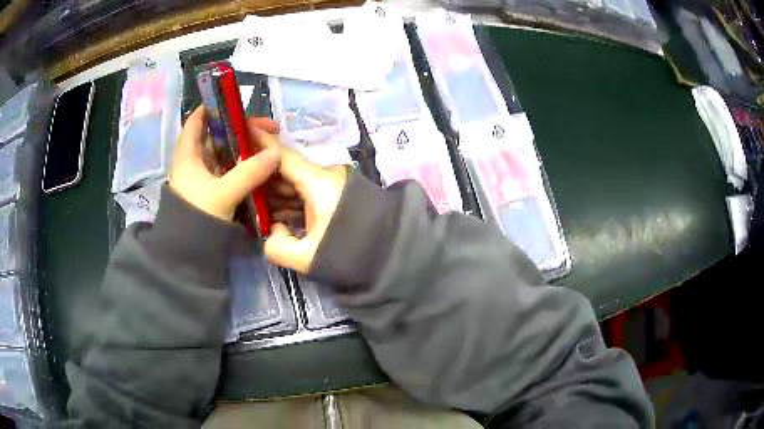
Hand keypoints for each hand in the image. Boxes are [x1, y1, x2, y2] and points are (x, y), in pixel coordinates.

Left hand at [169, 106, 280, 221]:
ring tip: (270, 145)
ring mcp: (206, 177)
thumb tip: (276, 153)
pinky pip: (231, 171)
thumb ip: (249, 173)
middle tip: (269, 129)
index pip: (196, 122)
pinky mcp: (215, 191)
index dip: (212, 108)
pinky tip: (261, 165)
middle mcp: (196, 162)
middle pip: (218, 136)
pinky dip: (245, 166)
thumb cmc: (197, 217)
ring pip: (226, 154)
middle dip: (241, 129)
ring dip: (246, 148)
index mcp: (189, 155)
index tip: (235, 103)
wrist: (189, 254)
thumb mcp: (222, 194)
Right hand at [253, 127, 347, 272]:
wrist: (393, 252)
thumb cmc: (351, 251)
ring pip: (296, 183)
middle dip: (263, 177)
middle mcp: (324, 176)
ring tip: (253, 203)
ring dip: (276, 192)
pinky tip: (276, 214)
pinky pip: (307, 192)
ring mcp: (332, 184)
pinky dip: (291, 201)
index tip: (244, 130)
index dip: (261, 143)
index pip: (283, 156)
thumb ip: (278, 247)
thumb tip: (273, 230)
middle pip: (286, 170)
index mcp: (318, 182)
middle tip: (240, 185)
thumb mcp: (309, 257)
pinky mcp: (337, 195)